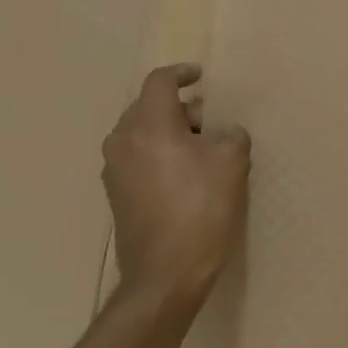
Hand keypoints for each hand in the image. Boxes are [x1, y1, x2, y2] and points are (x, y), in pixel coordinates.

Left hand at [101, 64, 250, 311]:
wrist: (165, 274)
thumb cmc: (201, 208)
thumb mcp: (232, 160)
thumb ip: (229, 133)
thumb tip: (220, 133)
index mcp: (148, 125)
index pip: (159, 82)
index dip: (182, 73)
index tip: (201, 76)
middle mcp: (123, 142)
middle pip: (147, 107)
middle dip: (179, 107)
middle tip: (208, 120)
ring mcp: (115, 170)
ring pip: (141, 133)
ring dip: (169, 131)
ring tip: (199, 148)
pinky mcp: (116, 195)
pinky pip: (137, 157)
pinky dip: (159, 153)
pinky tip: (184, 174)